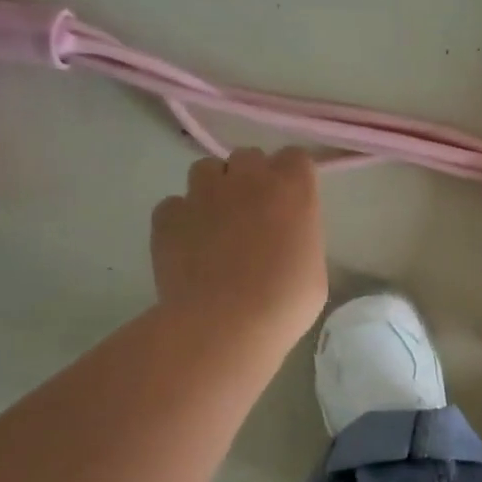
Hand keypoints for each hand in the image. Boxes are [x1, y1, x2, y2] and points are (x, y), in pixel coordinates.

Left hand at [151, 149, 327, 348]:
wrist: (225, 324)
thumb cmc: (285, 302)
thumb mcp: (314, 268)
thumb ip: (299, 236)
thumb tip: (283, 238)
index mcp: (292, 188)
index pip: (295, 157)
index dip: (292, 176)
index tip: (292, 200)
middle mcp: (247, 178)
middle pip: (249, 156)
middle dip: (252, 177)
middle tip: (255, 213)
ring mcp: (202, 193)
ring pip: (206, 169)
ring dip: (215, 188)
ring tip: (217, 223)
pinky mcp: (167, 215)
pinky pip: (174, 204)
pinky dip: (182, 219)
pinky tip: (188, 246)